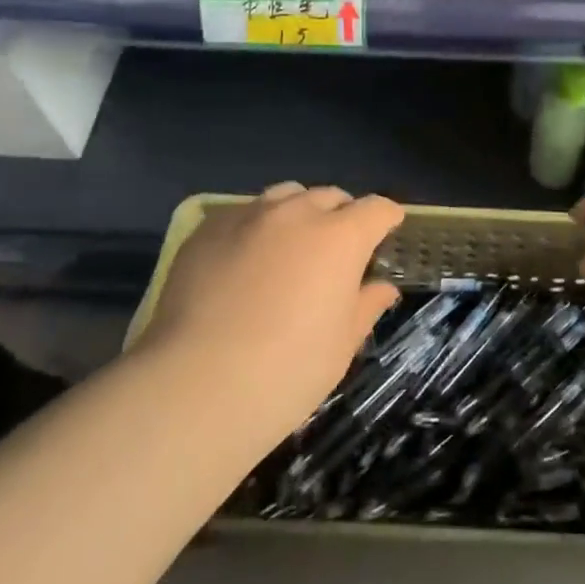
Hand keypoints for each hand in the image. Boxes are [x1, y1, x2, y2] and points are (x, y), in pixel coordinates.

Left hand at [134, 183, 404, 450]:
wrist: (195, 386)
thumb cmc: (287, 371)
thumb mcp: (341, 345)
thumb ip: (366, 306)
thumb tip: (382, 287)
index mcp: (340, 237)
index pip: (377, 208)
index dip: (387, 218)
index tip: (388, 232)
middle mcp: (297, 213)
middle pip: (330, 196)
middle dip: (342, 215)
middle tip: (338, 249)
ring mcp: (247, 216)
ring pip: (285, 196)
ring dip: (298, 212)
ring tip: (290, 246)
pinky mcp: (207, 230)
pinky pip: (242, 214)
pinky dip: (256, 227)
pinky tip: (244, 260)